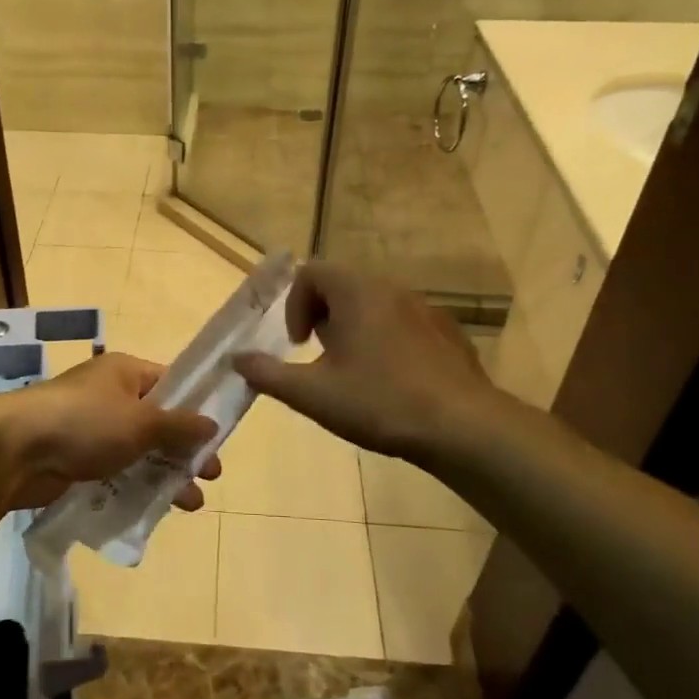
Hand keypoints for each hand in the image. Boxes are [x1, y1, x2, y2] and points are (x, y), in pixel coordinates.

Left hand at [0, 353, 220, 511]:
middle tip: (211, 475)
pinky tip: (156, 509)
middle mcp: (110, 396)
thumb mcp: (141, 421)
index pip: (171, 384)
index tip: (219, 436)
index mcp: (125, 373)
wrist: (15, 450)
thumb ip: (180, 425)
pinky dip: (137, 486)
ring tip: (191, 503)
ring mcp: (92, 428)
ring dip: (166, 475)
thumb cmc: (85, 422)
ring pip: (140, 451)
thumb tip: (212, 424)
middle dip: (185, 450)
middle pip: (159, 422)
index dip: (197, 408)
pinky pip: (117, 471)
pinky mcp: (78, 459)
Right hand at [234, 261, 496, 460]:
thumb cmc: (380, 402)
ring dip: (354, 327)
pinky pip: (404, 322)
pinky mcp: (447, 332)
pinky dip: (386, 339)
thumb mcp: (313, 394)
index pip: (312, 271)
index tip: (298, 344)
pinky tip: (392, 381)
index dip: (295, 304)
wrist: (463, 427)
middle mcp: (391, 289)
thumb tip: (235, 360)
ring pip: (375, 303)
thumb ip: (268, 374)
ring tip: (354, 371)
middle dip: (323, 316)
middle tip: (321, 356)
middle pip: (343, 284)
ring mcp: (425, 309)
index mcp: (357, 292)